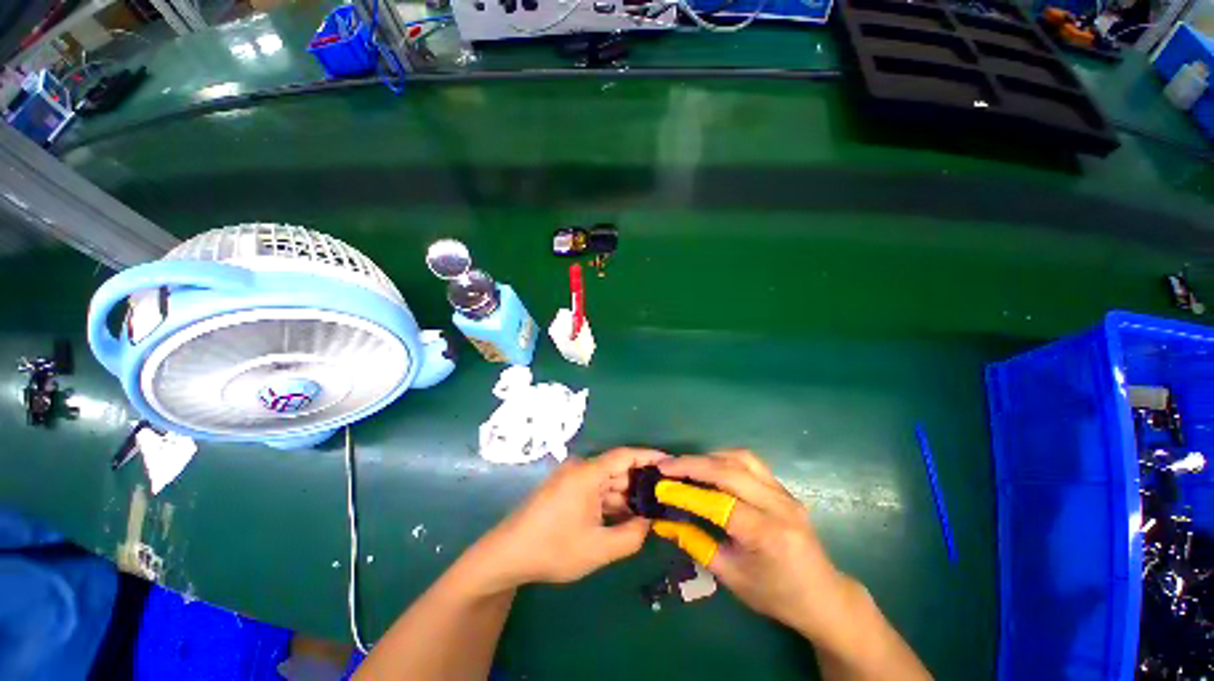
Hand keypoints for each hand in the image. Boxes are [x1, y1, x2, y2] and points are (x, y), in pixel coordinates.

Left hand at [471, 448, 668, 590]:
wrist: (508, 555)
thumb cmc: (553, 549)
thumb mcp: (598, 549)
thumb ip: (631, 536)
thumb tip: (649, 522)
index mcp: (587, 473)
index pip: (625, 455)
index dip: (649, 456)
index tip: (670, 463)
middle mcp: (580, 468)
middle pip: (618, 469)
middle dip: (640, 482)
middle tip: (665, 495)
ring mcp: (572, 478)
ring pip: (607, 481)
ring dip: (626, 494)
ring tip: (651, 508)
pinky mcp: (566, 488)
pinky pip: (595, 489)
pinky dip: (611, 500)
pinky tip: (626, 514)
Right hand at [653, 450, 849, 639]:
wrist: (823, 596)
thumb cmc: (775, 594)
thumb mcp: (731, 576)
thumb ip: (696, 544)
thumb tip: (664, 522)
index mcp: (766, 535)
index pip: (718, 503)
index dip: (686, 492)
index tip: (660, 485)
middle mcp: (778, 506)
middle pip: (729, 472)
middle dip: (692, 465)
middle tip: (666, 466)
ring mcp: (784, 493)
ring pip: (741, 459)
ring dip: (709, 457)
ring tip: (686, 464)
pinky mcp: (784, 488)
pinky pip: (751, 463)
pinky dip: (726, 459)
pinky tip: (711, 466)